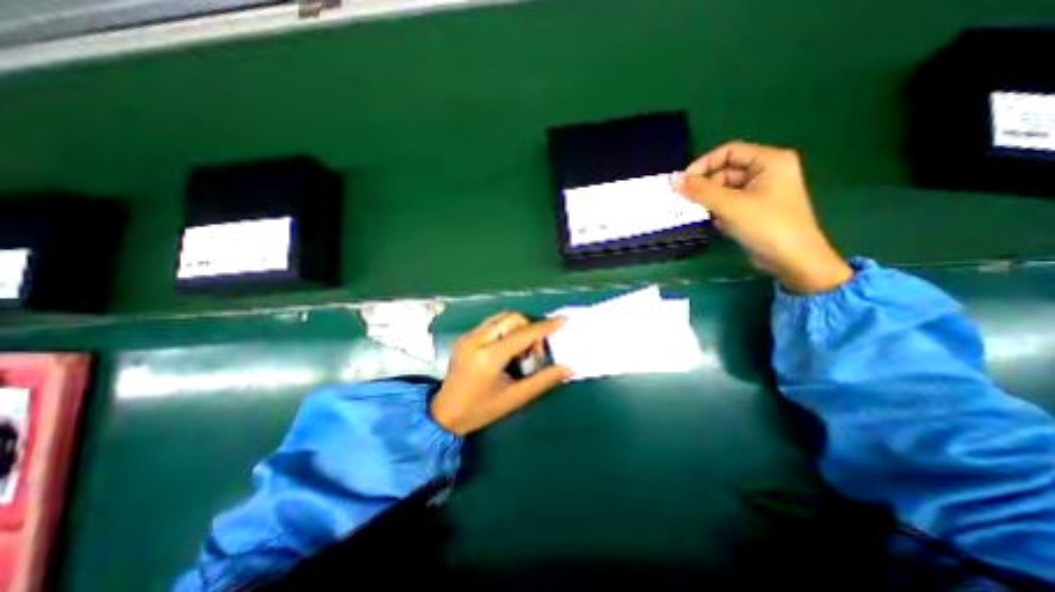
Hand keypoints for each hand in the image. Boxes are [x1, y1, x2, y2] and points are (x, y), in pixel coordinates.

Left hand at [430, 315, 573, 434]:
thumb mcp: (515, 398)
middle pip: (512, 318)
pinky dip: (505, 331)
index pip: (523, 334)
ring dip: (517, 328)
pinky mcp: (464, 337)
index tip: (562, 321)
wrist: (444, 413)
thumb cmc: (481, 410)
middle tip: (533, 354)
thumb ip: (543, 380)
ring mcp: (468, 336)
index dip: (545, 327)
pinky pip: (491, 324)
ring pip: (501, 318)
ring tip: (520, 352)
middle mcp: (477, 340)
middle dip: (530, 329)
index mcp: (489, 357)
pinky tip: (506, 350)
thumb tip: (568, 367)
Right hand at [672, 140, 850, 292]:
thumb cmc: (765, 226)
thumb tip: (673, 179)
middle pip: (726, 171)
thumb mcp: (730, 205)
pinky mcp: (757, 209)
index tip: (683, 182)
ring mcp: (763, 191)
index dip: (704, 164)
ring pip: (726, 189)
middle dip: (706, 187)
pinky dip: (720, 211)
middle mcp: (768, 171)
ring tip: (704, 215)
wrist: (792, 260)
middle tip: (687, 203)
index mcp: (769, 161)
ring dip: (711, 201)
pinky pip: (731, 203)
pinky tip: (718, 224)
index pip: (729, 152)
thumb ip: (700, 191)